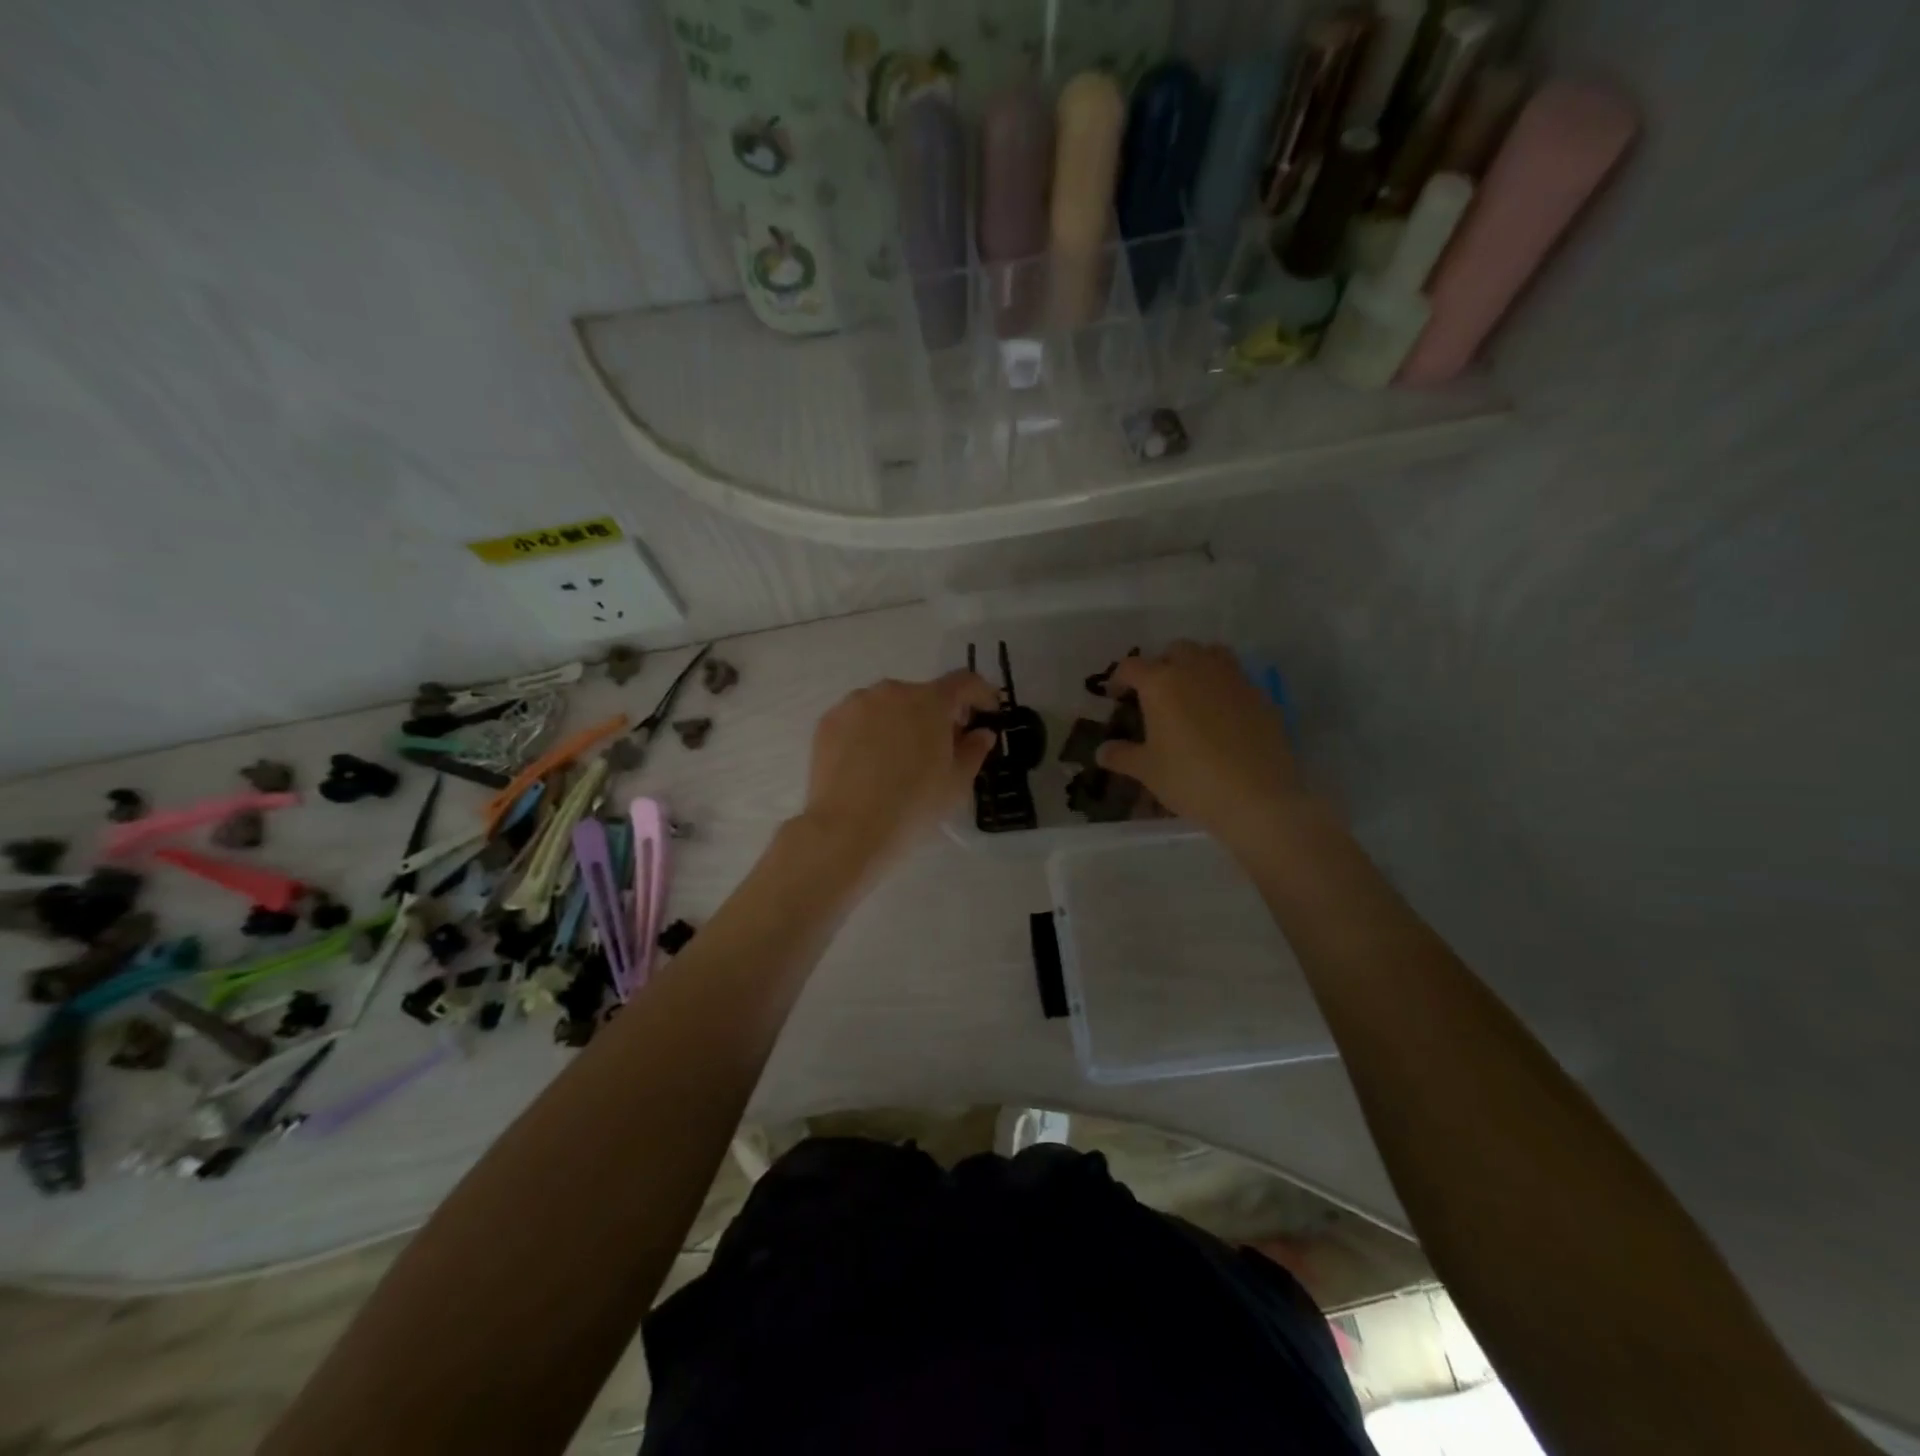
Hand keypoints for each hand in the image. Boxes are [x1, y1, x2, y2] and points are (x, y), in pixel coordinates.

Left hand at [800, 671, 998, 868]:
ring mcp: (855, 704)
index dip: (981, 694)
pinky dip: (869, 733)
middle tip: (941, 749)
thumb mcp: (956, 783)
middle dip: (937, 716)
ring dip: (900, 723)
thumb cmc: (912, 805)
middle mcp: (892, 691)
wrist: (847, 829)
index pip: (965, 682)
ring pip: (888, 706)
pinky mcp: (828, 722)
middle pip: (923, 695)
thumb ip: (974, 750)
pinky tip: (868, 765)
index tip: (986, 713)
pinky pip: (859, 720)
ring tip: (899, 761)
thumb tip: (981, 733)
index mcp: (930, 701)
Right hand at [1097, 643, 1305, 846]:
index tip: (1115, 695)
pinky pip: (1237, 678)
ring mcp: (1233, 679)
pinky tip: (1222, 715)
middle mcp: (1197, 669)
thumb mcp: (1148, 771)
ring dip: (1197, 664)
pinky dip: (1224, 686)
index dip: (1119, 678)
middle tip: (1156, 692)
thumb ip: (1122, 756)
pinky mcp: (1261, 695)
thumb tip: (1102, 751)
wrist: (1257, 797)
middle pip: (1175, 650)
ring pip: (1211, 654)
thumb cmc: (1190, 779)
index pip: (1132, 667)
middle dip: (1162, 665)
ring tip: (1191, 691)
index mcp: (1161, 683)